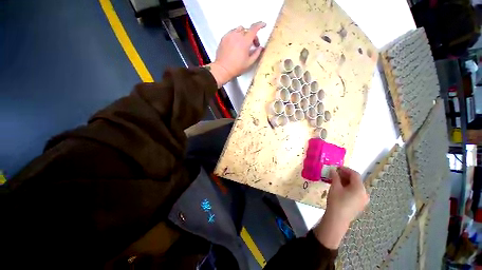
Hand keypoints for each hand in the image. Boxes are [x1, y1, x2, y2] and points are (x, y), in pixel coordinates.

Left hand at [208, 22, 265, 87]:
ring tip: (243, 44)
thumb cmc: (236, 67)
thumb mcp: (249, 63)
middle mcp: (237, 36)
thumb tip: (260, 48)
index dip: (260, 25)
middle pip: (247, 30)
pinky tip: (236, 44)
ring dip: (243, 34)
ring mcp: (229, 36)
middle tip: (253, 45)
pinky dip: (236, 36)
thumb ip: (256, 54)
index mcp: (245, 41)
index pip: (254, 29)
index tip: (263, 25)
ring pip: (239, 29)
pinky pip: (232, 32)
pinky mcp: (224, 38)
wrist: (223, 69)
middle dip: (252, 36)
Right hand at [313, 167, 368, 248]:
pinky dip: (348, 188)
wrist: (338, 219)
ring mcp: (363, 200)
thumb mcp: (335, 187)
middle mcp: (365, 193)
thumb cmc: (336, 201)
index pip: (355, 174)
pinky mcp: (360, 205)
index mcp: (360, 188)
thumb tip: (333, 170)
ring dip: (346, 181)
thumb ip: (335, 176)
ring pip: (356, 187)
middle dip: (345, 175)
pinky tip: (340, 188)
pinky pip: (355, 193)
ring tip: (336, 180)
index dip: (345, 169)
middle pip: (356, 180)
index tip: (336, 167)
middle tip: (335, 173)